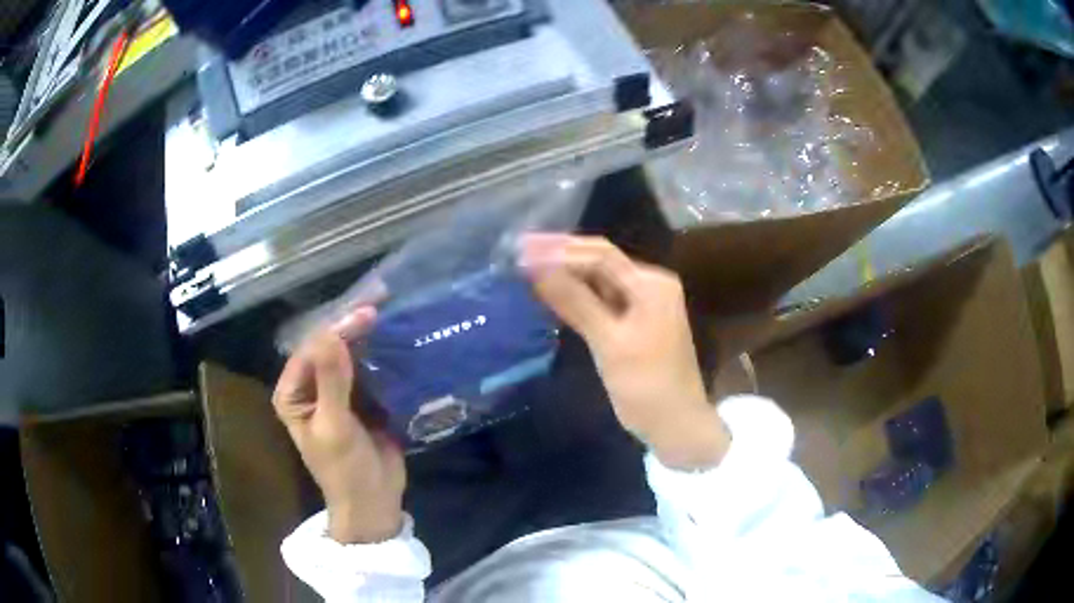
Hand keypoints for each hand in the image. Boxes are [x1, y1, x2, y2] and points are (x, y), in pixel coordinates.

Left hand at [273, 307, 405, 543]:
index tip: (367, 314)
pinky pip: (366, 370)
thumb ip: (332, 381)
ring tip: (390, 314)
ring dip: (367, 337)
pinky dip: (379, 355)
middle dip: (351, 327)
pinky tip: (396, 339)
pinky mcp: (360, 399)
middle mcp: (310, 387)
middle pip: (329, 348)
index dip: (336, 330)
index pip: (311, 350)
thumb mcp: (335, 427)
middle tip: (381, 305)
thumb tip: (334, 334)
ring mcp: (336, 392)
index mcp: (293, 393)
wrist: (373, 501)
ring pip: (348, 355)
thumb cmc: (345, 470)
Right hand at [519, 234, 730, 469]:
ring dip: (566, 275)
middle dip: (560, 257)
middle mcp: (649, 285)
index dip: (559, 249)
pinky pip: (602, 301)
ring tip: (527, 269)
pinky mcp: (634, 324)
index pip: (600, 254)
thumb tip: (536, 266)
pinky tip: (551, 295)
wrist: (675, 425)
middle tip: (519, 254)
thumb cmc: (646, 385)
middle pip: (600, 263)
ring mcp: (643, 305)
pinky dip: (577, 297)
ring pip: (599, 282)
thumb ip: (574, 301)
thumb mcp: (609, 342)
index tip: (521, 249)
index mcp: (651, 284)